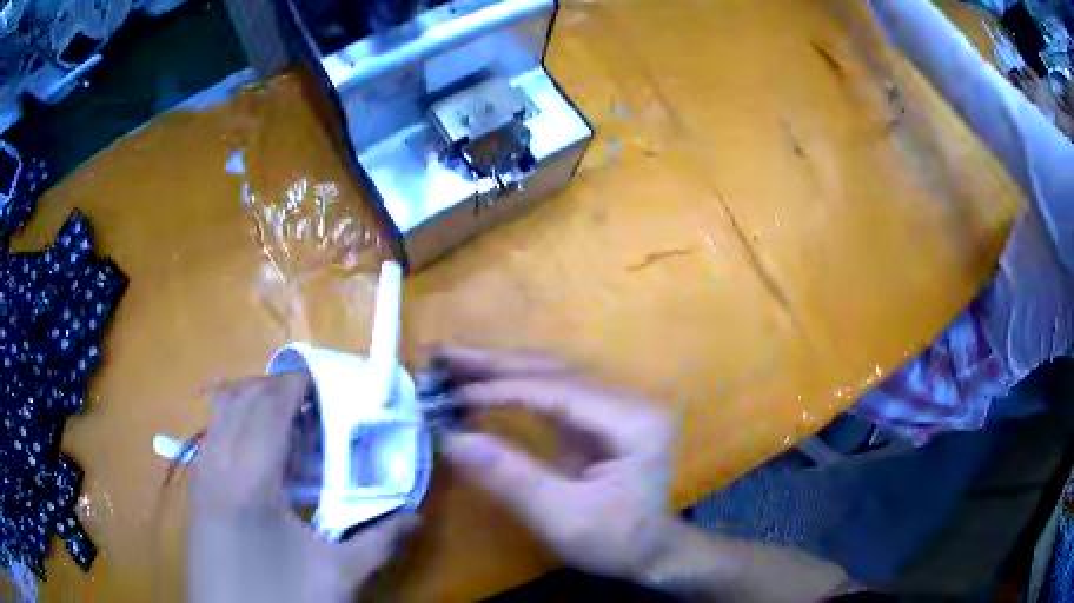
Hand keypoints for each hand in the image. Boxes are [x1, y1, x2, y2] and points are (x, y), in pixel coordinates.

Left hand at [187, 375, 417, 602]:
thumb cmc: (281, 595)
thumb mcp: (336, 575)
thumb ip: (379, 542)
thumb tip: (416, 516)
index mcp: (252, 478)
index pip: (270, 407)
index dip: (294, 385)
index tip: (321, 380)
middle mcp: (219, 463)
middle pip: (242, 399)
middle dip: (274, 388)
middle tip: (309, 400)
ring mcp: (202, 474)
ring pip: (221, 413)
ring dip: (251, 403)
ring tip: (283, 418)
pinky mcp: (196, 489)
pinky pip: (212, 435)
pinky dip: (233, 424)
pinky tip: (254, 450)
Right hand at [435, 346, 676, 579]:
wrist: (648, 551)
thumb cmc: (614, 540)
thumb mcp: (562, 518)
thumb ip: (510, 477)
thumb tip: (453, 439)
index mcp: (634, 422)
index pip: (559, 391)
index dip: (503, 389)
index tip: (453, 395)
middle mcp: (630, 400)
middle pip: (555, 370)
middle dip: (495, 363)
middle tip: (442, 354)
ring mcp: (616, 404)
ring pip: (551, 373)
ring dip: (500, 367)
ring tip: (452, 361)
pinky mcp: (600, 415)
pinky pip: (551, 391)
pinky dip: (512, 385)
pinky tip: (482, 383)